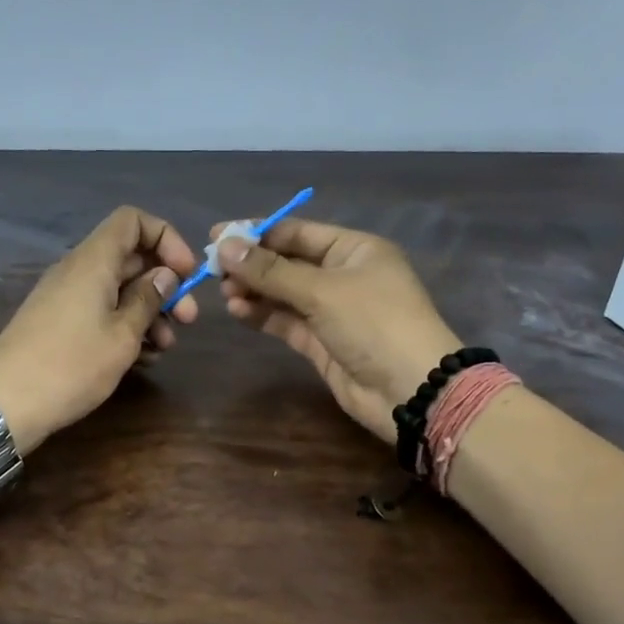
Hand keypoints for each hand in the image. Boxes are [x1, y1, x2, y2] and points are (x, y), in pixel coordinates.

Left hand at [0, 206, 199, 453]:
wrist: (5, 403)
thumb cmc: (71, 365)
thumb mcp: (122, 336)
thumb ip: (147, 301)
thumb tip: (164, 276)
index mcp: (93, 261)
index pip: (132, 221)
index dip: (165, 238)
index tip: (186, 273)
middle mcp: (78, 271)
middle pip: (130, 258)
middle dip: (165, 285)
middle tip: (189, 320)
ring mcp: (66, 298)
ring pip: (118, 289)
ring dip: (149, 312)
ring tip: (166, 347)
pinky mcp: (59, 324)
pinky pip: (100, 312)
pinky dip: (125, 327)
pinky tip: (143, 358)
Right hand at [215, 217, 461, 440]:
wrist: (411, 391)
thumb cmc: (374, 324)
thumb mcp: (322, 291)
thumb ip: (271, 271)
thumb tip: (224, 246)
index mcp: (354, 250)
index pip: (297, 232)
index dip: (257, 233)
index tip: (217, 236)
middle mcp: (343, 275)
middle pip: (287, 263)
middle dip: (251, 265)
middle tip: (212, 269)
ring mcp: (332, 311)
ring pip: (284, 294)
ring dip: (254, 291)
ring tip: (223, 292)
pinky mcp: (322, 342)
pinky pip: (286, 321)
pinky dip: (262, 315)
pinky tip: (236, 311)